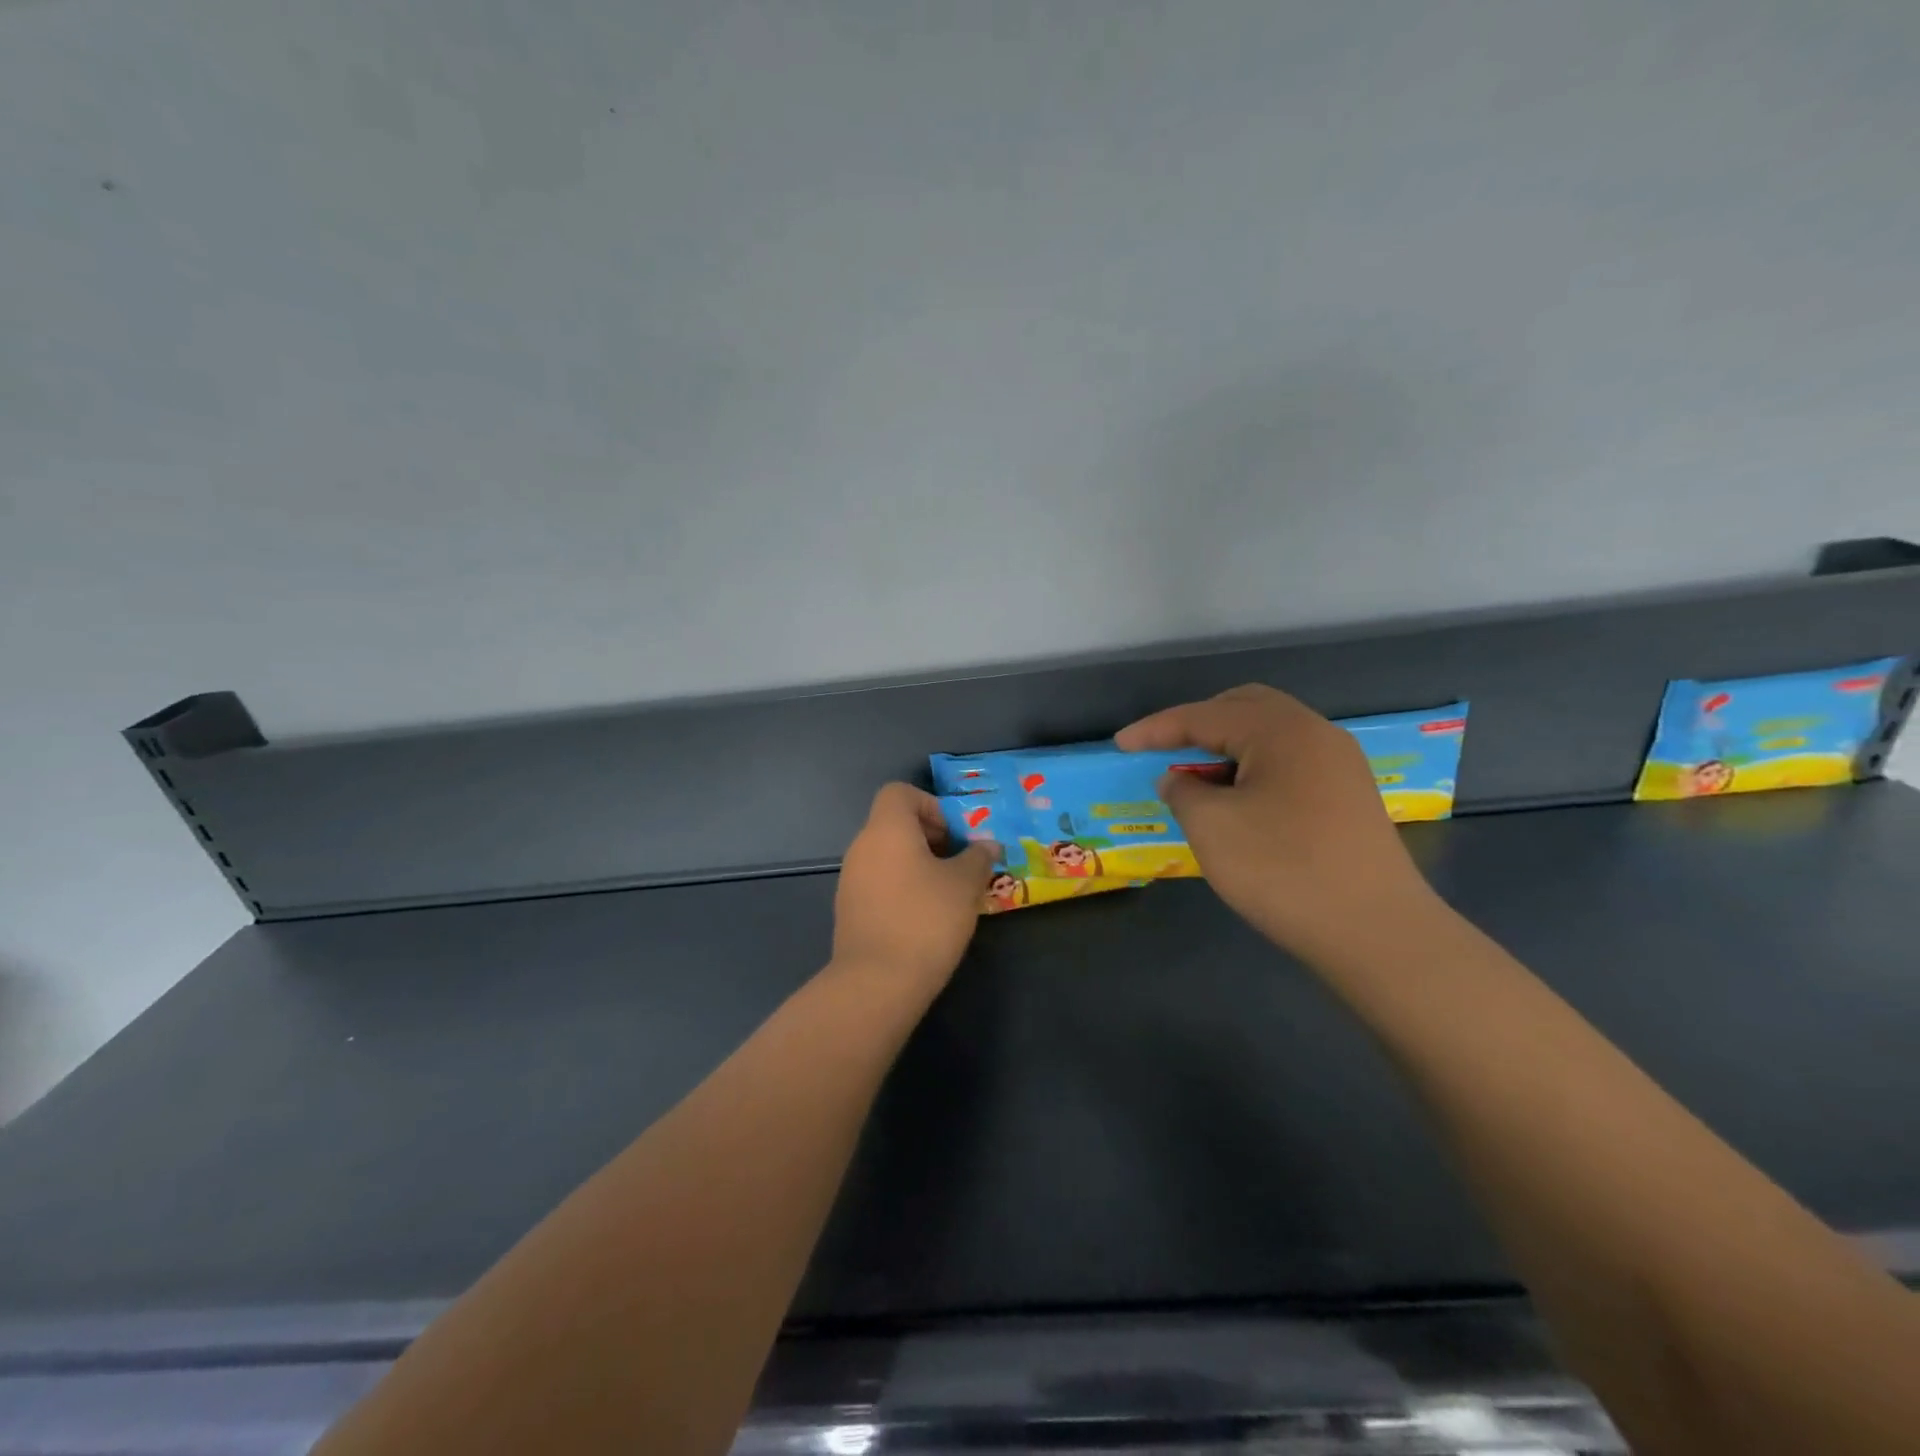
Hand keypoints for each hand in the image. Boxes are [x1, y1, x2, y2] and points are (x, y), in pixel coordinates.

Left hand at [832, 783, 997, 992]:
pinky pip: (879, 883)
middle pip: (894, 824)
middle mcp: (862, 847)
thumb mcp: (965, 885)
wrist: (877, 982)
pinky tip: (924, 917)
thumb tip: (987, 845)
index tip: (953, 835)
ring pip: (888, 856)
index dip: (930, 804)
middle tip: (959, 864)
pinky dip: (901, 887)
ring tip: (947, 893)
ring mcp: (851, 880)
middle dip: (930, 837)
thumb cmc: (926, 919)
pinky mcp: (849, 910)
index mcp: (887, 830)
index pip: (899, 792)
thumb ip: (978, 858)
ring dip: (917, 865)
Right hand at [1116, 685, 1436, 959]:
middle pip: (1246, 708)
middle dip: (1199, 723)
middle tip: (1164, 749)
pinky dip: (1254, 770)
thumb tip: (1178, 781)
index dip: (1157, 729)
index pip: (1205, 715)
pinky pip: (1290, 764)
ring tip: (1197, 779)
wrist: (1377, 933)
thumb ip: (1183, 793)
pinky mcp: (1349, 798)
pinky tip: (1238, 802)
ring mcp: (1340, 766)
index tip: (1120, 744)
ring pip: (1271, 737)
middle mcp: (1316, 735)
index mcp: (1282, 731)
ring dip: (1228, 748)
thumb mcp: (1212, 827)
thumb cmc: (1284, 870)